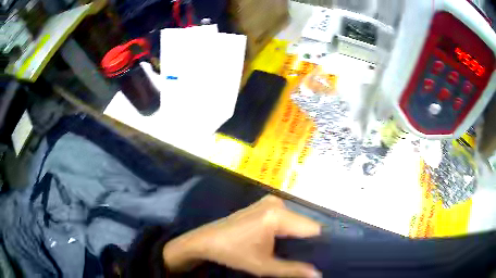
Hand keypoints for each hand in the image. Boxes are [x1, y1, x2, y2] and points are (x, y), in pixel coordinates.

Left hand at [163, 195, 321, 276]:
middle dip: (307, 241)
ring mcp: (269, 202)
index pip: (312, 228)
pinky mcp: (264, 205)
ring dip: (297, 236)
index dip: (319, 243)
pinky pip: (286, 218)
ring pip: (295, 221)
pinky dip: (288, 230)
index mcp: (277, 215)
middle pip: (304, 224)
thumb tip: (319, 274)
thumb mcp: (264, 266)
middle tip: (309, 258)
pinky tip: (283, 243)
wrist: (206, 240)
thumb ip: (293, 270)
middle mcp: (277, 203)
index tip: (322, 256)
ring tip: (297, 252)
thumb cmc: (233, 253)